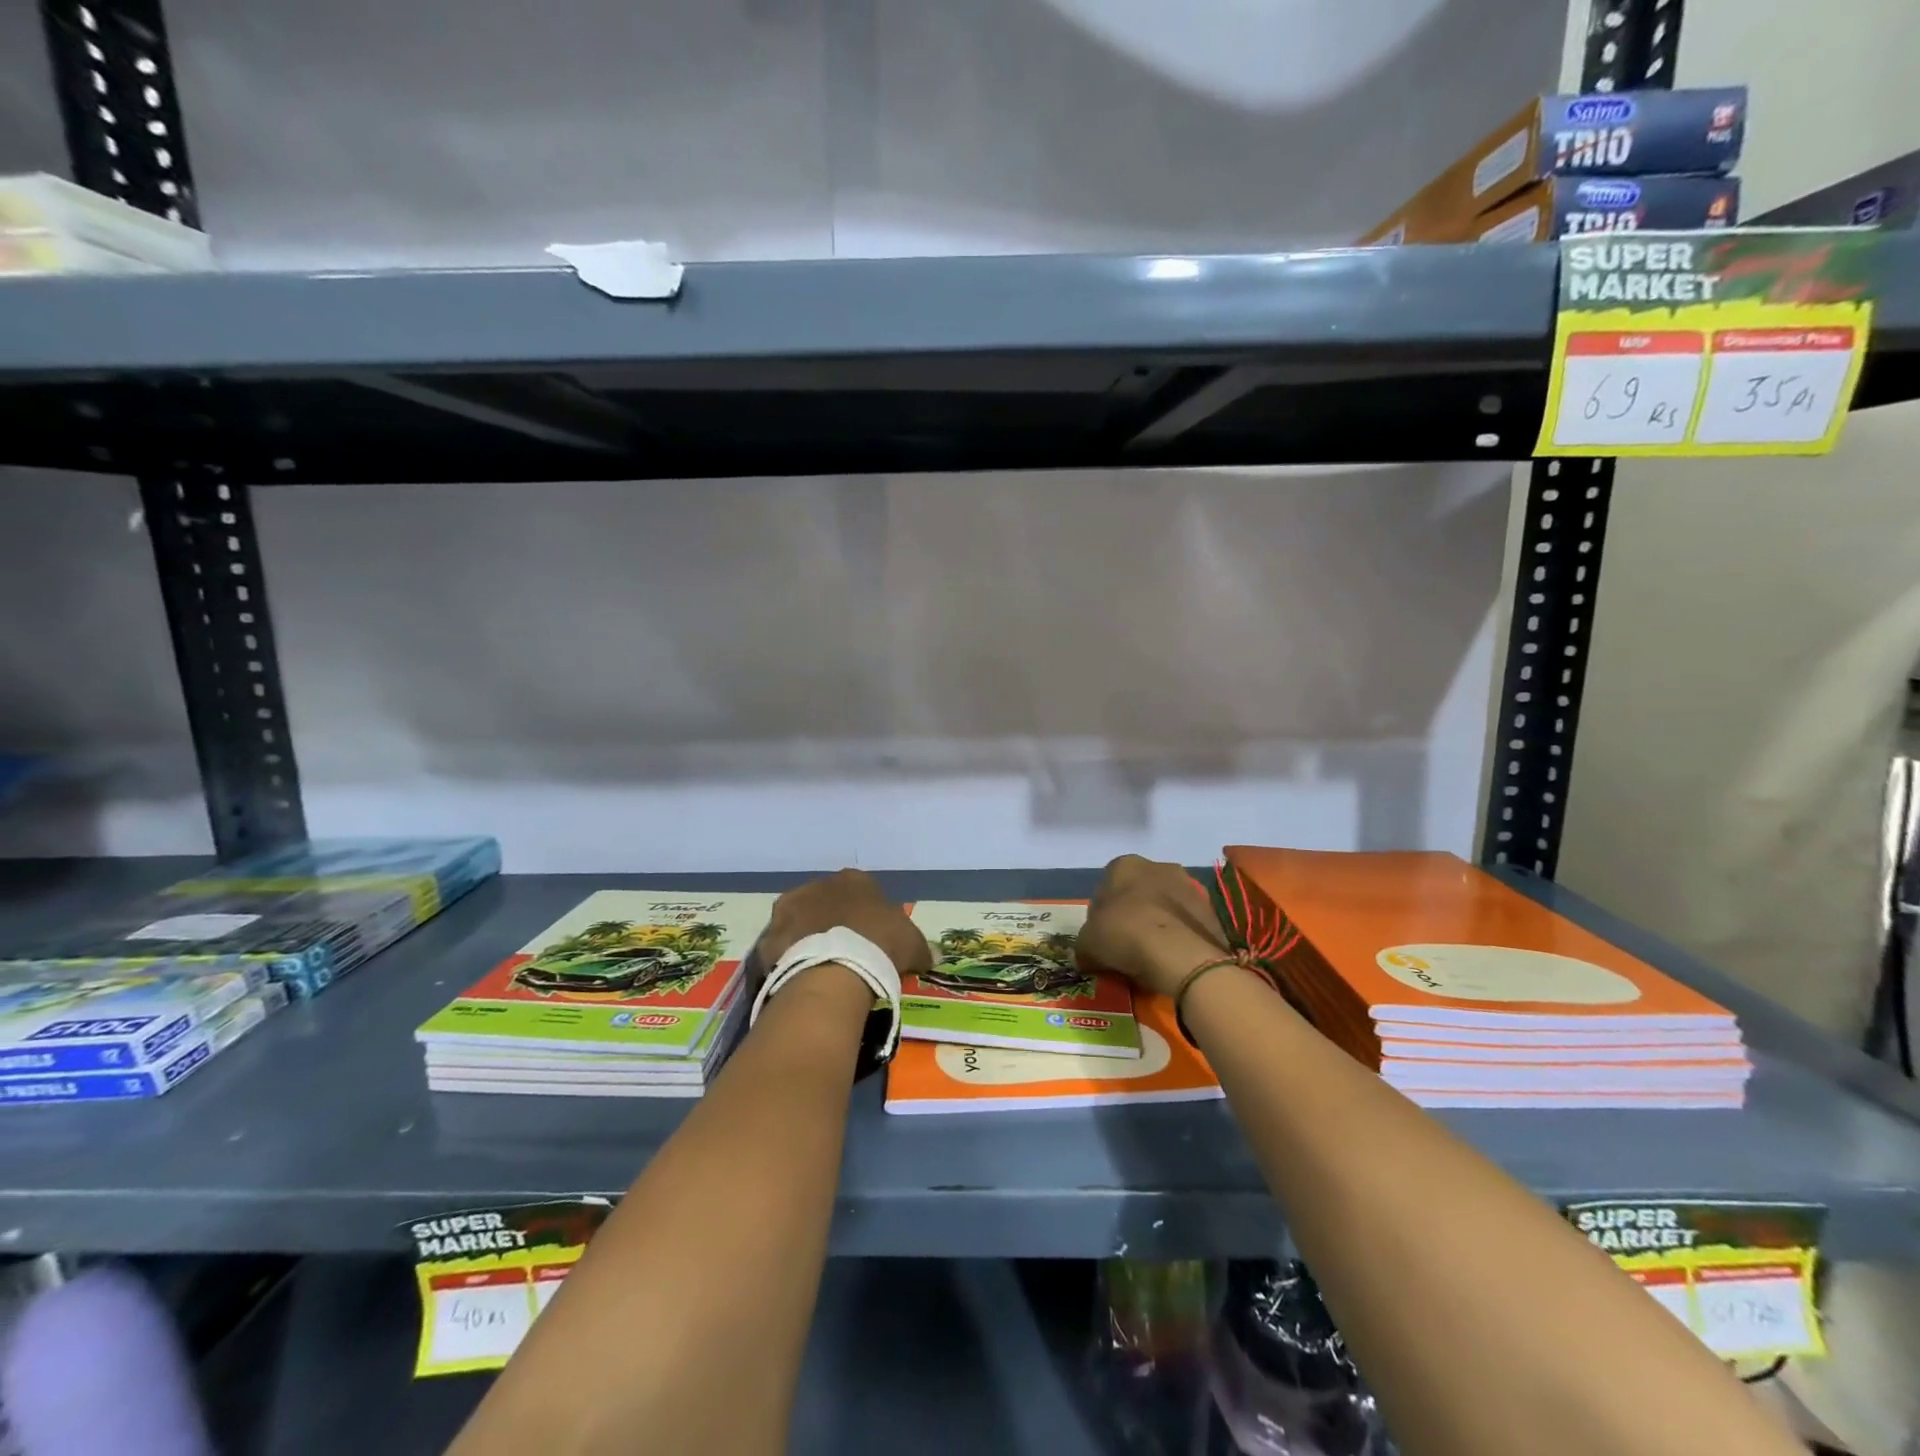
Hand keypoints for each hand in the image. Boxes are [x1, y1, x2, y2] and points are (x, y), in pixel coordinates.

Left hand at [757, 869, 932, 980]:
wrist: (834, 970)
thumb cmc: (880, 945)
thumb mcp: (914, 946)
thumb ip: (920, 948)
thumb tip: (931, 958)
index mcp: (854, 880)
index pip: (863, 892)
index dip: (868, 917)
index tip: (874, 939)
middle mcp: (818, 885)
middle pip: (827, 904)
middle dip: (834, 923)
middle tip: (846, 954)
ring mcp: (788, 909)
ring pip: (800, 922)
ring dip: (809, 937)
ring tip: (821, 968)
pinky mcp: (768, 937)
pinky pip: (781, 948)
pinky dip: (789, 959)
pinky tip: (800, 979)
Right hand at [1078, 855, 1229, 998]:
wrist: (1180, 954)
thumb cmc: (1124, 935)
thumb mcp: (1087, 945)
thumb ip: (1084, 945)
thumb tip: (1086, 955)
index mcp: (1124, 865)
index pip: (1106, 886)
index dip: (1102, 913)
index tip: (1103, 937)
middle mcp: (1158, 866)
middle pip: (1138, 892)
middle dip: (1133, 913)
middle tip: (1127, 945)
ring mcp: (1189, 885)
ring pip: (1165, 905)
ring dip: (1159, 923)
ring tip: (1152, 956)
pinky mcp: (1211, 908)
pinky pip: (1187, 922)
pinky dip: (1180, 936)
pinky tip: (1172, 958)